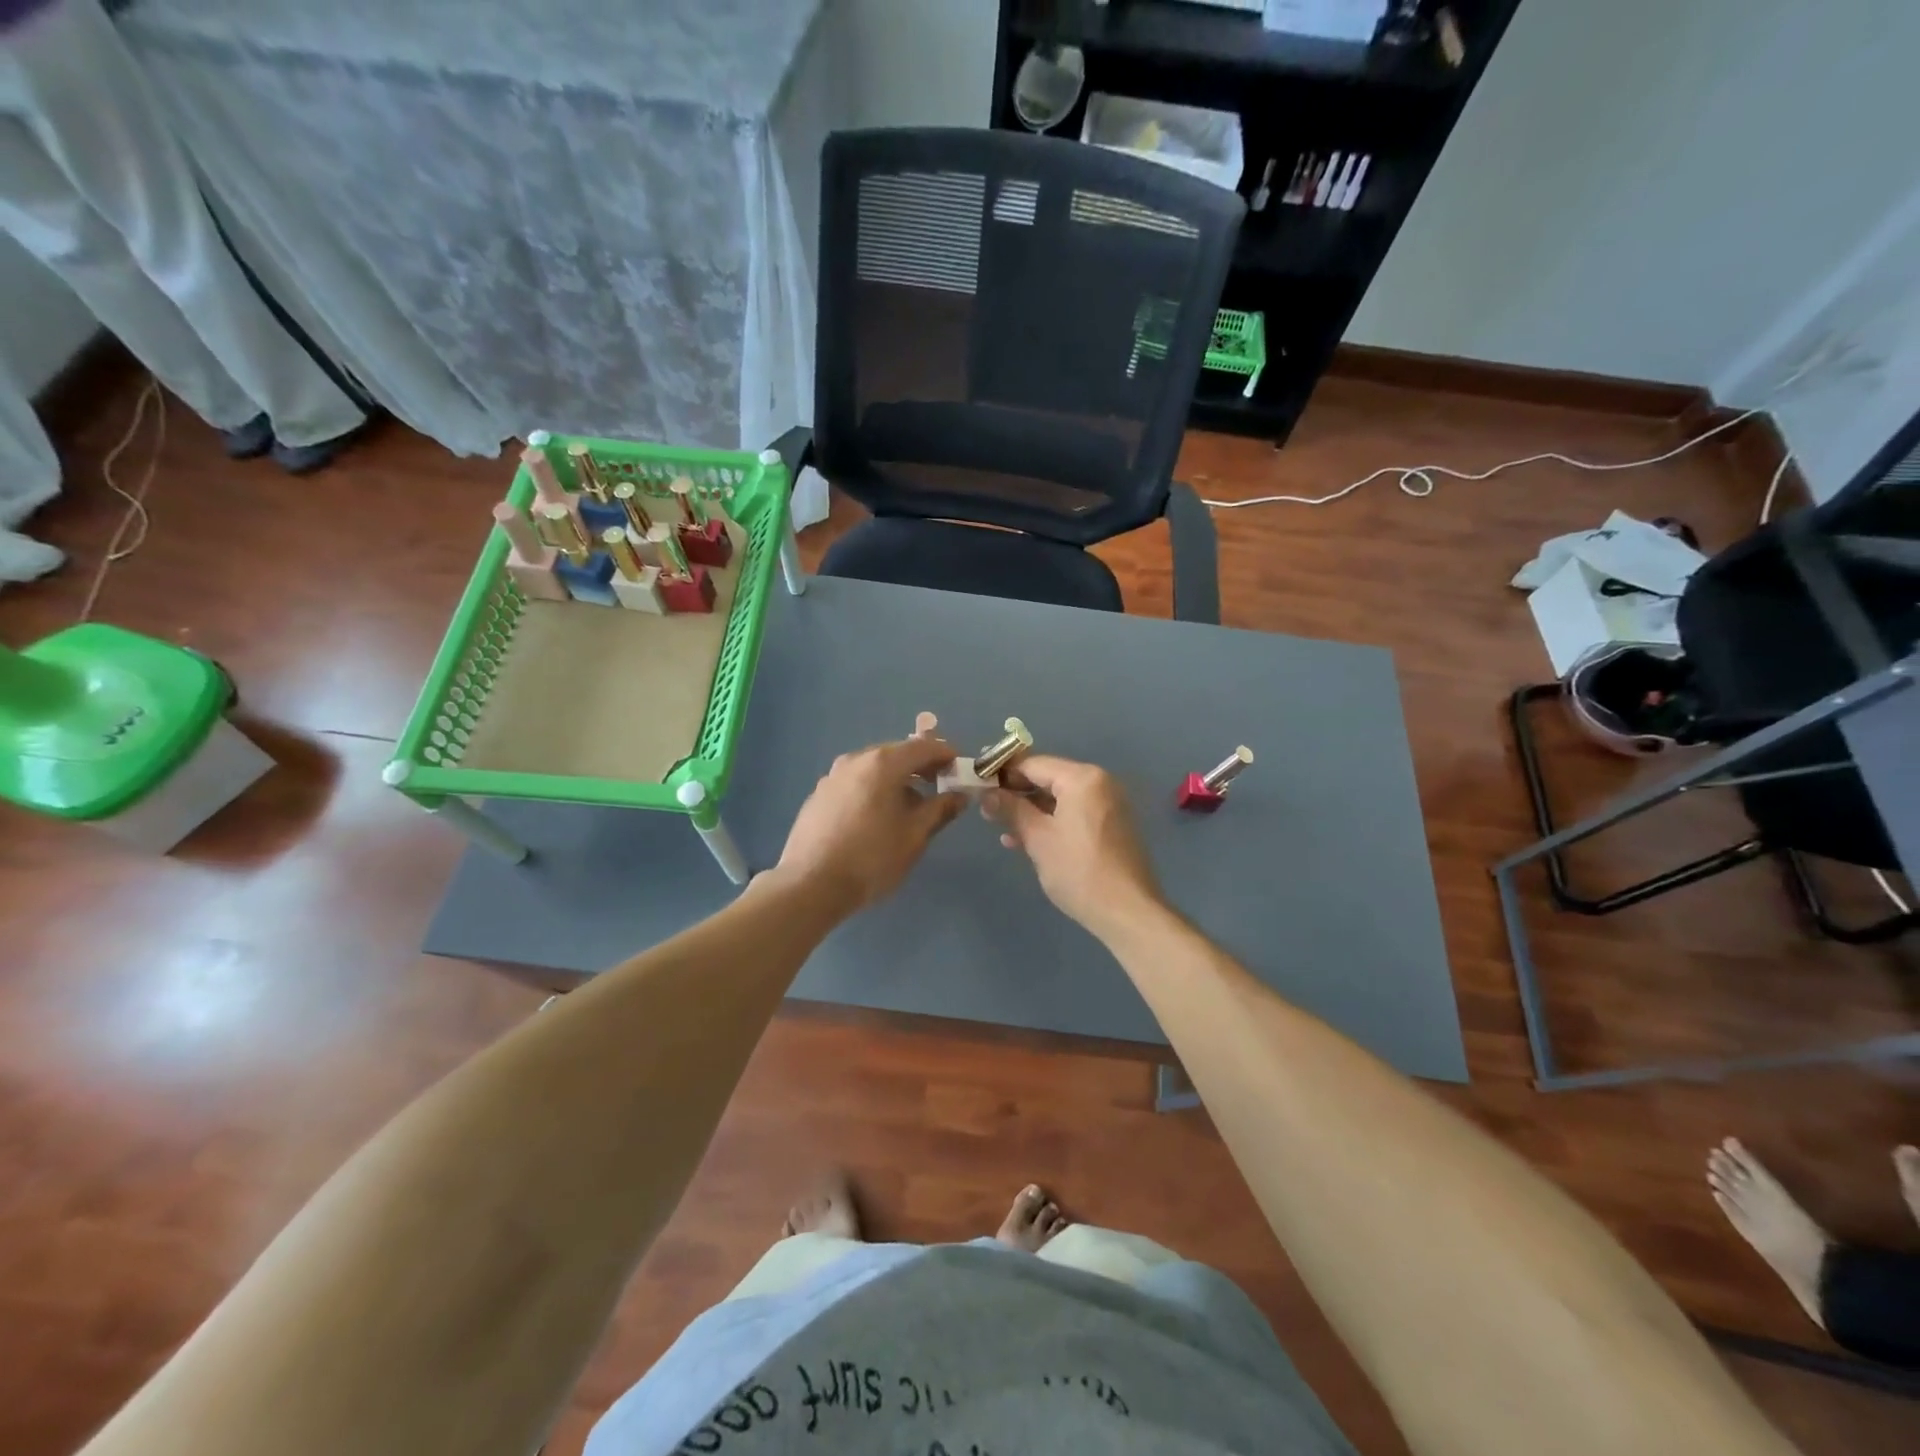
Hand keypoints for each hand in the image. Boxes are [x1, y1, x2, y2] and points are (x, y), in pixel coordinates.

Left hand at [774, 735, 966, 915]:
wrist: (810, 885)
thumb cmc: (871, 858)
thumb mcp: (915, 836)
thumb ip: (940, 809)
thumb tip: (959, 795)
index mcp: (882, 763)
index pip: (924, 747)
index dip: (946, 755)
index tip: (960, 770)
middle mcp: (855, 760)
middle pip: (897, 753)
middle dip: (921, 767)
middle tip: (940, 787)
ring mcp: (833, 776)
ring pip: (874, 768)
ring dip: (897, 779)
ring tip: (910, 807)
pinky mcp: (819, 795)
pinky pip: (855, 783)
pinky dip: (874, 789)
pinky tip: (877, 818)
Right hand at [985, 755, 1161, 937]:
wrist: (1128, 912)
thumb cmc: (1078, 870)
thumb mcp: (1038, 838)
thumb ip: (1010, 809)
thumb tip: (986, 793)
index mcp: (1083, 778)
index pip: (1034, 763)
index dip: (1003, 771)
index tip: (978, 780)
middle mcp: (1100, 783)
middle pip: (1048, 778)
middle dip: (1016, 792)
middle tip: (985, 806)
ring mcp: (1108, 805)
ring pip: (1060, 798)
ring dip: (1030, 810)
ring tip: (1000, 826)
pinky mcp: (1111, 826)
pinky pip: (1074, 813)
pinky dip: (1051, 822)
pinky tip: (1025, 840)